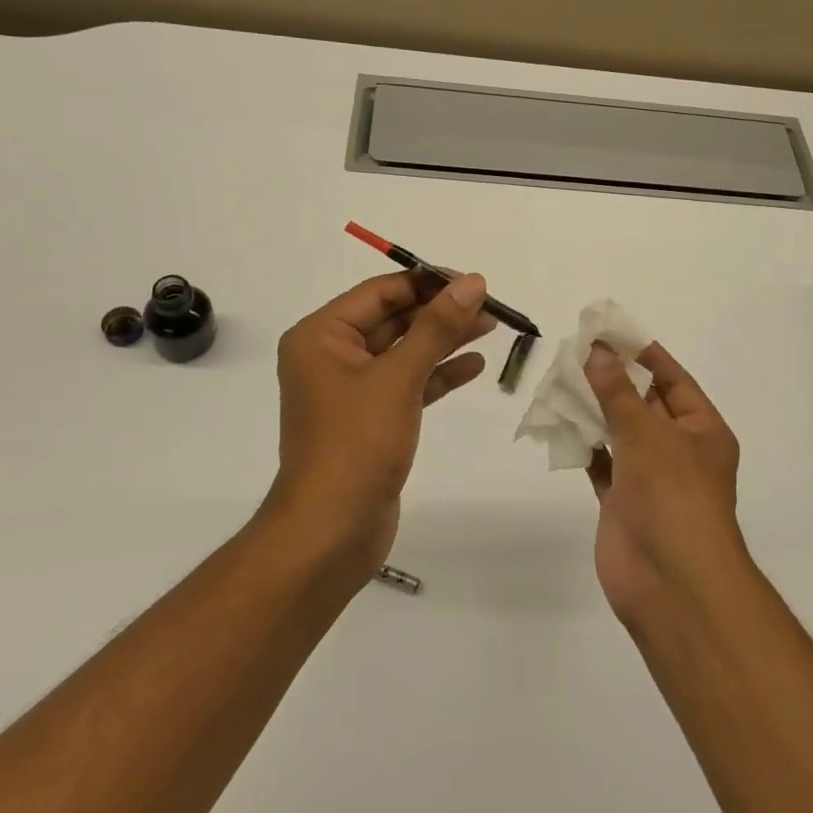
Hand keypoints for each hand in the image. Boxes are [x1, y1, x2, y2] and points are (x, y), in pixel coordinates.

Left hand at [266, 269, 493, 575]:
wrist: (331, 531)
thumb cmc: (356, 444)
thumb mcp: (399, 377)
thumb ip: (436, 327)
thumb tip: (472, 282)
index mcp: (321, 336)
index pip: (380, 292)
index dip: (427, 282)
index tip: (473, 281)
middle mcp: (331, 356)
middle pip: (393, 319)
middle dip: (440, 312)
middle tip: (489, 305)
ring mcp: (350, 390)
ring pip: (404, 351)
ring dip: (444, 340)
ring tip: (490, 326)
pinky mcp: (370, 420)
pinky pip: (407, 384)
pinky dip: (437, 374)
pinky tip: (473, 366)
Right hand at [584, 341, 745, 627]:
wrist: (671, 583)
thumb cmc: (673, 496)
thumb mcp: (647, 433)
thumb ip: (617, 392)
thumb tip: (597, 351)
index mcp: (701, 429)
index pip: (672, 380)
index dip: (642, 353)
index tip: (608, 331)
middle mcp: (678, 449)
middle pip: (643, 403)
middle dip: (612, 378)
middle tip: (575, 351)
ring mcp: (649, 477)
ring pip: (618, 431)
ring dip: (593, 409)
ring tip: (559, 379)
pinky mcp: (622, 501)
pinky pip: (601, 462)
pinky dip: (583, 444)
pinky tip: (558, 423)